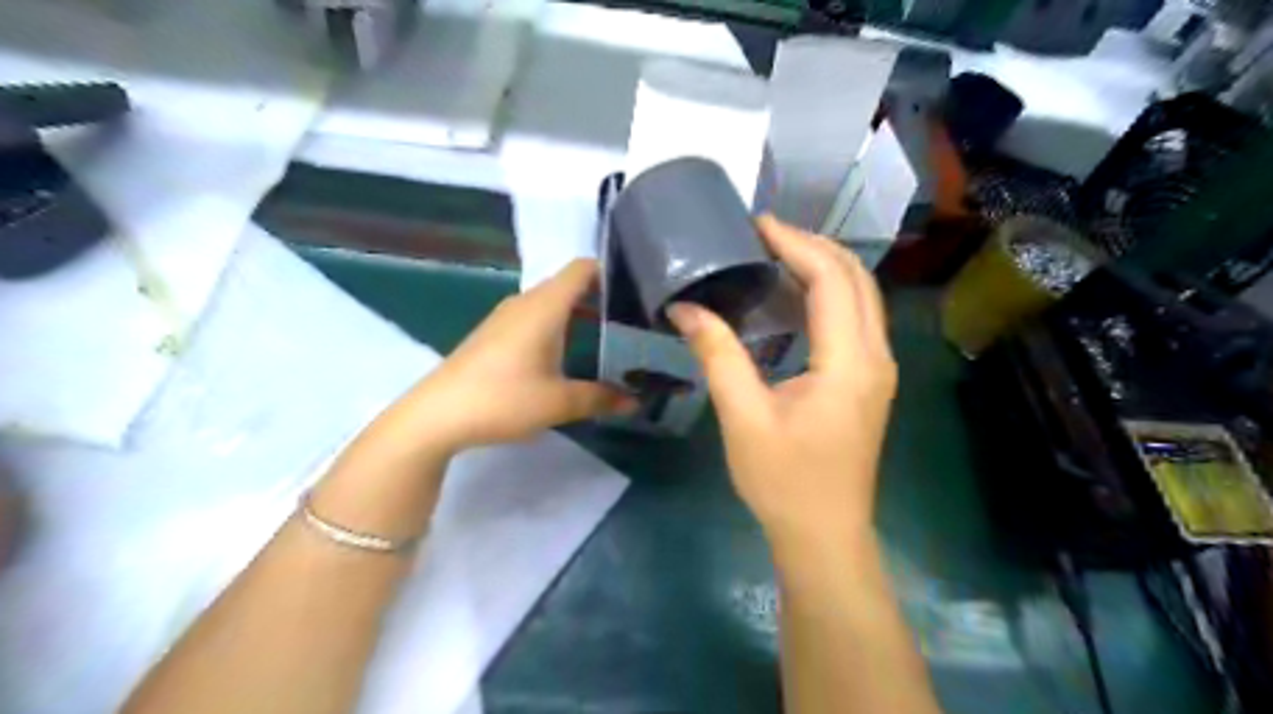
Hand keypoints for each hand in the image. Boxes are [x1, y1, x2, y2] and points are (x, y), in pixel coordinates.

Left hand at [413, 260, 635, 451]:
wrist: (437, 415)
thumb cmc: (503, 399)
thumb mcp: (559, 402)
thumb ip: (601, 398)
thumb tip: (635, 401)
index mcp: (545, 306)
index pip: (582, 269)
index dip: (611, 273)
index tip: (639, 292)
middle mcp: (526, 303)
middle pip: (569, 285)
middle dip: (602, 298)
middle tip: (633, 321)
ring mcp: (506, 318)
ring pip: (552, 304)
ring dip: (579, 315)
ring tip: (609, 338)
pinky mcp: (495, 335)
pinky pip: (535, 318)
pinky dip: (558, 327)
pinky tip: (569, 354)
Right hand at [668, 219, 891, 551]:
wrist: (824, 535)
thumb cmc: (784, 481)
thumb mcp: (743, 417)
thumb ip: (718, 355)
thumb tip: (685, 308)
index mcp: (849, 362)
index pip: (832, 279)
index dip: (796, 244)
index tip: (757, 224)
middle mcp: (875, 357)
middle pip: (856, 278)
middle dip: (813, 246)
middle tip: (764, 235)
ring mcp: (877, 370)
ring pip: (861, 297)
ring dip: (823, 268)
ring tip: (774, 255)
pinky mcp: (868, 382)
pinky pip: (855, 320)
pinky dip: (827, 296)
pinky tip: (791, 298)